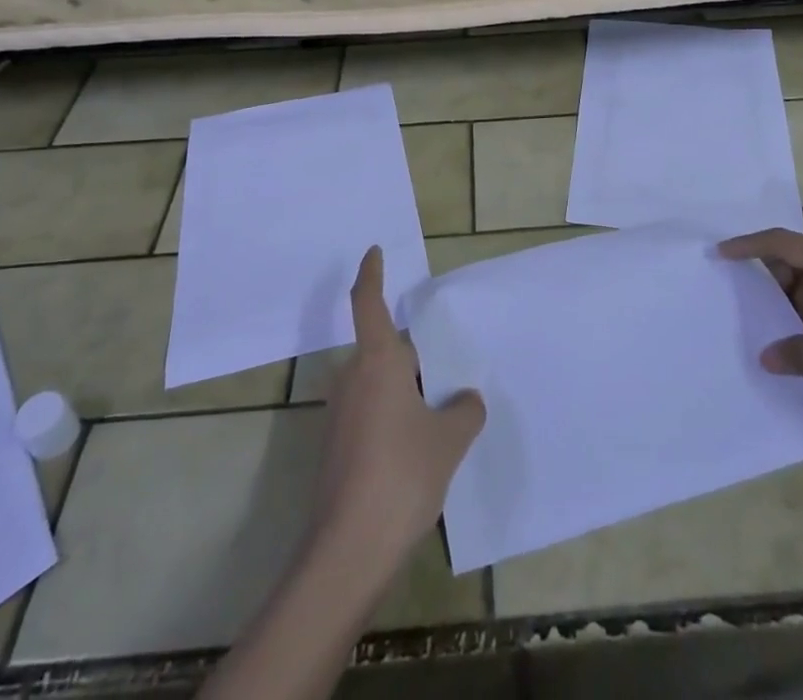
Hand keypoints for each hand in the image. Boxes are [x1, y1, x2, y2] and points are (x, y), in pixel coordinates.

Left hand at [316, 247, 485, 566]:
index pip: (367, 303)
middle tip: (449, 372)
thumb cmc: (401, 475)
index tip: (374, 252)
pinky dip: (394, 415)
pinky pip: (371, 411)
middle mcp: (351, 378)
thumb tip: (466, 400)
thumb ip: (464, 410)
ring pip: (379, 383)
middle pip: (385, 350)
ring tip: (443, 411)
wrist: (348, 550)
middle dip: (415, 357)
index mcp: (377, 362)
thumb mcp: (449, 439)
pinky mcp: (336, 445)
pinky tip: (420, 446)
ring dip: (406, 390)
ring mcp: (339, 413)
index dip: (371, 274)